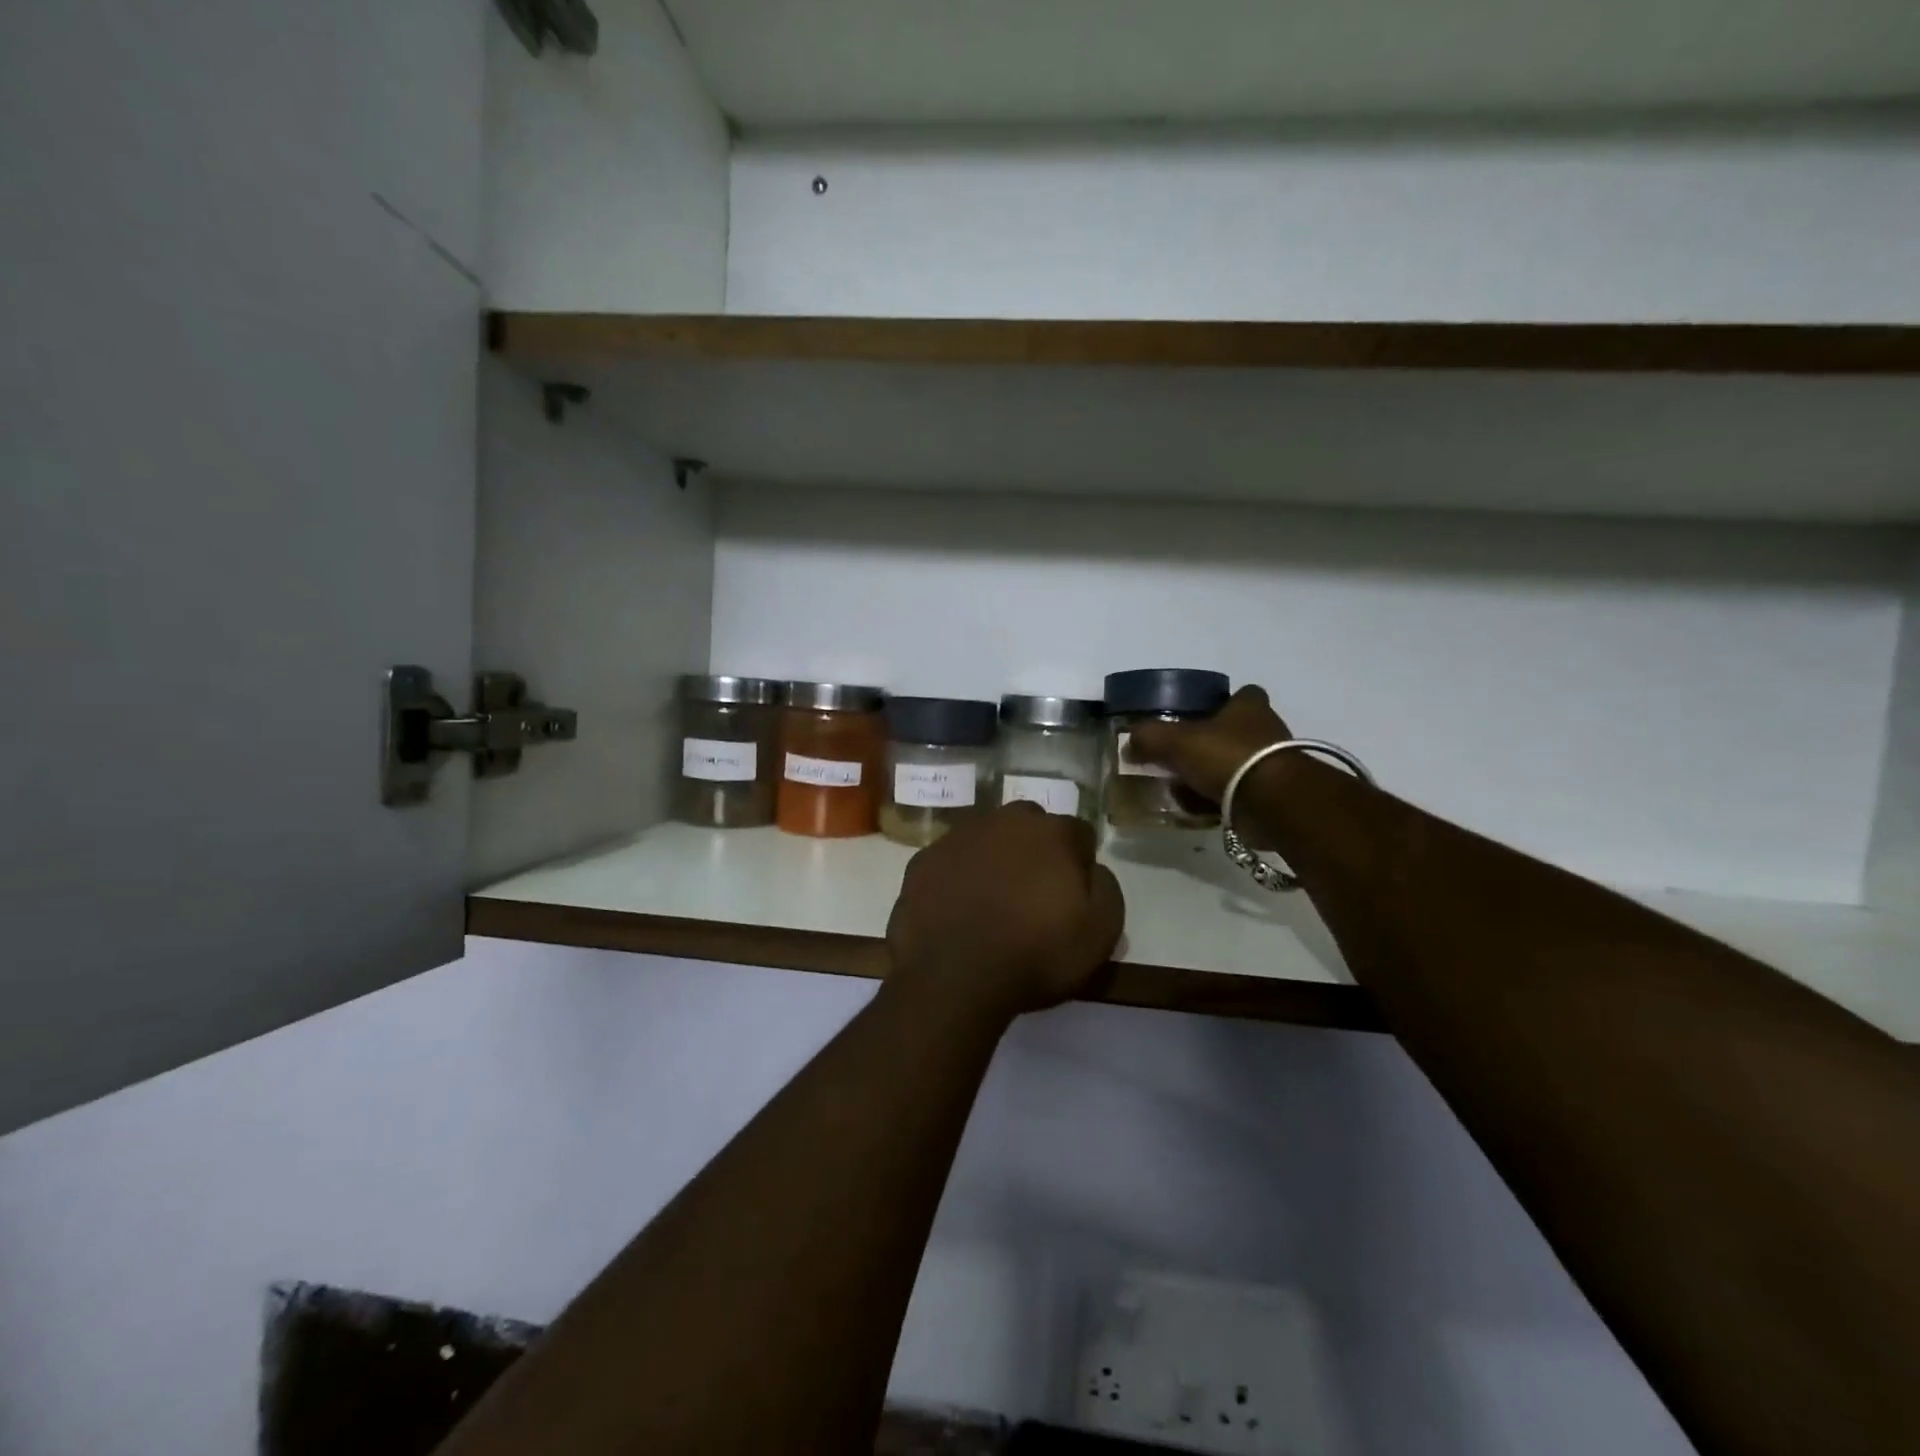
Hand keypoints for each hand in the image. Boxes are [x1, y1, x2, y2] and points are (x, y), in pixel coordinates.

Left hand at [886, 804, 1124, 1023]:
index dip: (1079, 864)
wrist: (953, 979)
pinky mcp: (923, 859)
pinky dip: (958, 877)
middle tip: (1032, 896)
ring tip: (992, 903)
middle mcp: (1004, 820)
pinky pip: (951, 861)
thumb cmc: (1035, 955)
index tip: (1073, 896)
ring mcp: (958, 836)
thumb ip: (1106, 888)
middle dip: (1035, 852)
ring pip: (987, 839)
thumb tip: (1092, 870)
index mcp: (1051, 832)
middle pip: (1030, 828)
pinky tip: (957, 909)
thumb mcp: (1101, 933)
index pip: (1078, 834)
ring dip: (994, 860)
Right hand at [1124, 685, 1291, 801]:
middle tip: (1177, 758)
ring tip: (1180, 789)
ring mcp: (1272, 764)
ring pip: (1232, 766)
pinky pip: (1236, 794)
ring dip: (1208, 777)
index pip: (1240, 694)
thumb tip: (1130, 743)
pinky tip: (1196, 809)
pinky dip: (1216, 801)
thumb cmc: (1226, 756)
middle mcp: (1266, 730)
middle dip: (1206, 746)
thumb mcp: (1176, 740)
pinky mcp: (1272, 796)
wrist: (1270, 802)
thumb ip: (1149, 737)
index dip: (1219, 703)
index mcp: (1248, 706)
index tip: (1196, 717)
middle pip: (1231, 733)